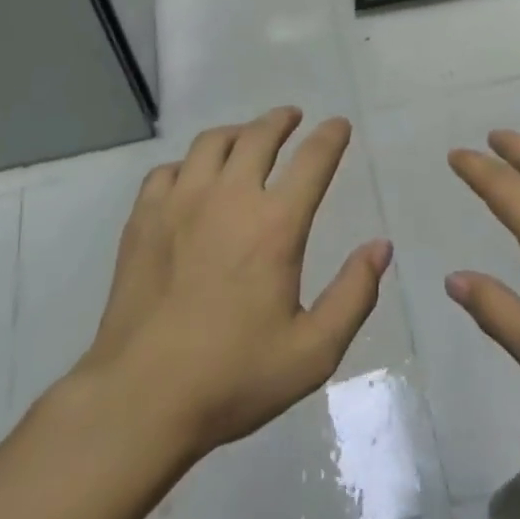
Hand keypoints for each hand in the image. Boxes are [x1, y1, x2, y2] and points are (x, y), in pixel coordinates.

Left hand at [72, 107, 390, 459]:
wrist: (139, 401)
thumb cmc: (232, 378)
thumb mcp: (312, 352)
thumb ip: (353, 295)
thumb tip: (380, 247)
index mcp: (275, 224)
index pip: (313, 159)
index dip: (331, 136)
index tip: (339, 125)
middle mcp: (229, 198)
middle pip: (259, 135)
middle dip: (281, 120)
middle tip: (292, 117)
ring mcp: (180, 203)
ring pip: (212, 143)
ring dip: (237, 133)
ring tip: (246, 138)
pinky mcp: (143, 219)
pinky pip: (167, 170)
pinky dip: (188, 164)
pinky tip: (192, 179)